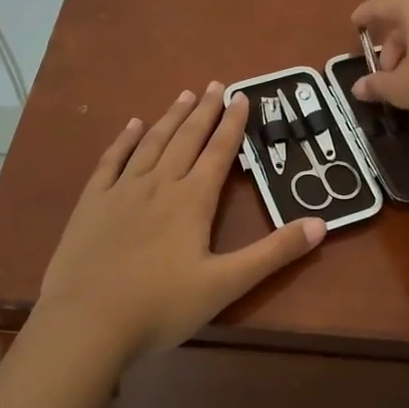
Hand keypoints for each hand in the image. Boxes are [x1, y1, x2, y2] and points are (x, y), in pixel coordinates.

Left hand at [35, 83, 326, 359]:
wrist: (86, 323)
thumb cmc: (161, 306)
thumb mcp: (226, 284)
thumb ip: (274, 253)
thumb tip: (321, 224)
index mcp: (192, 200)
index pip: (219, 152)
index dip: (233, 124)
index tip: (242, 96)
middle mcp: (159, 184)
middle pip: (186, 139)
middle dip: (204, 111)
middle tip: (215, 85)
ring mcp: (121, 190)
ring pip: (152, 143)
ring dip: (171, 117)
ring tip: (184, 95)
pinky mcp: (91, 203)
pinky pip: (111, 161)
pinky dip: (124, 140)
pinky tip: (133, 125)